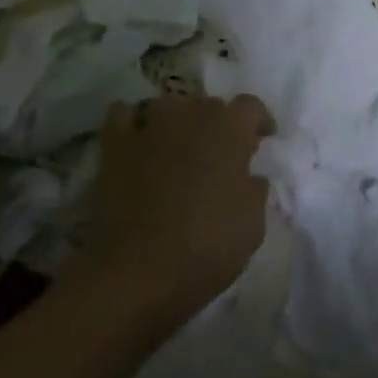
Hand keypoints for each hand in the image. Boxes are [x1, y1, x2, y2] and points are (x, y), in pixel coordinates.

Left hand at [76, 93, 275, 318]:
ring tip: (179, 145)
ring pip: (168, 105)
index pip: (251, 106)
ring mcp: (149, 127)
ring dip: (178, 120)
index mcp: (229, 130)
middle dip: (219, 124)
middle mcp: (191, 116)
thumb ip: (255, 190)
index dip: (259, 121)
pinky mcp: (114, 145)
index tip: (263, 140)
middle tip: (220, 154)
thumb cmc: (205, 248)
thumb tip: (250, 177)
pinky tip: (137, 138)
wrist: (135, 272)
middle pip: (210, 105)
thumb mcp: (252, 226)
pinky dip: (132, 121)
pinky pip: (123, 114)